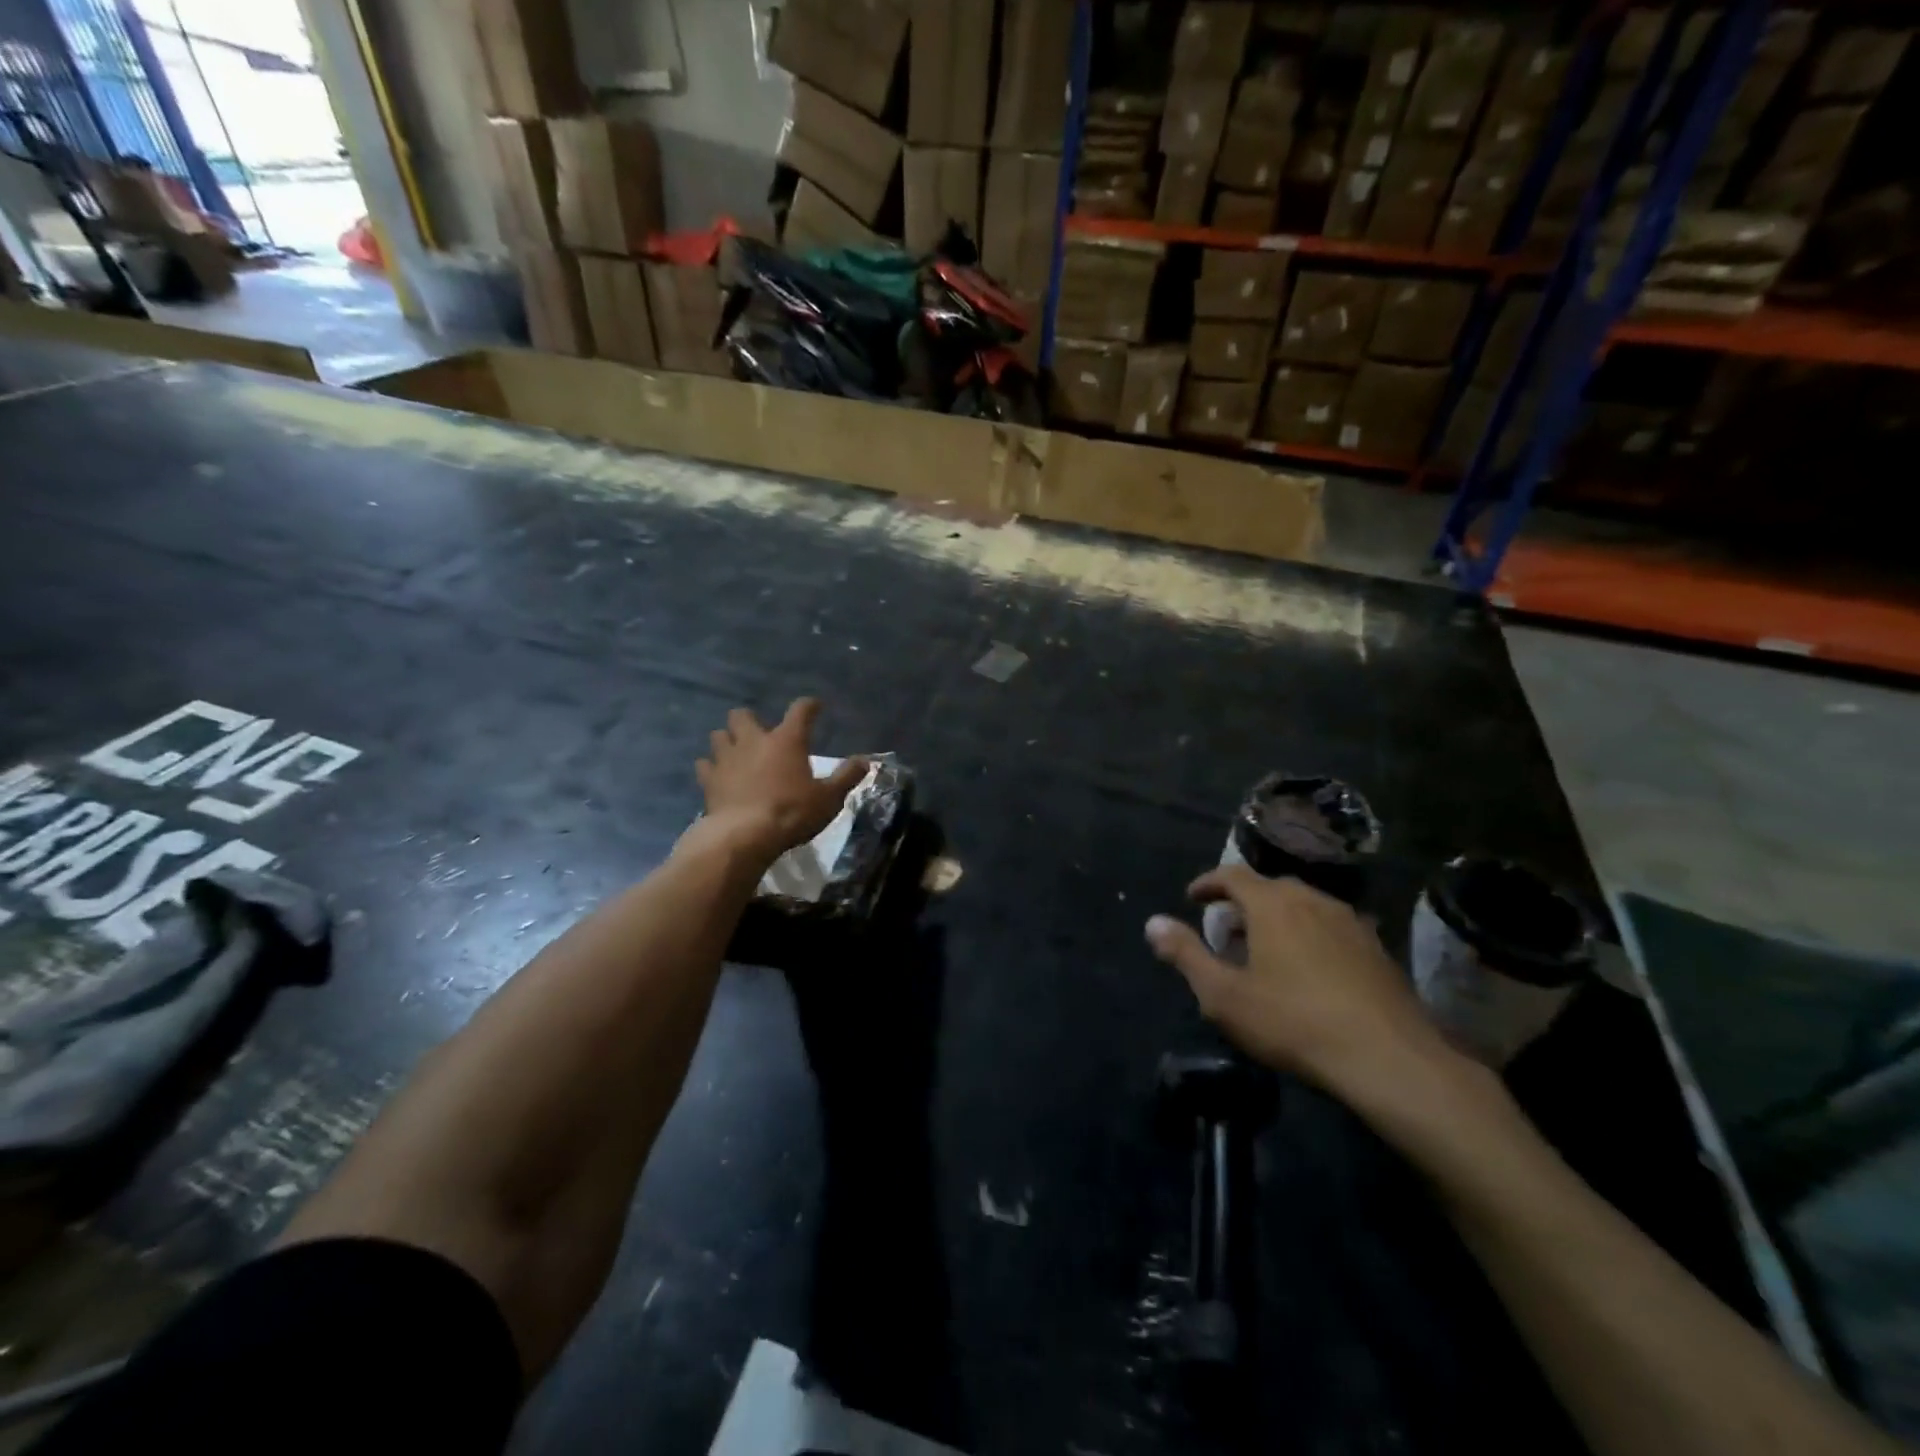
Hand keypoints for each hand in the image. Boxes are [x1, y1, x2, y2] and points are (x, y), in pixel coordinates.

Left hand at [695, 698, 867, 861]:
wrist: (745, 835)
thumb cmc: (792, 812)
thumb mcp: (829, 798)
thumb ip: (846, 777)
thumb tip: (864, 761)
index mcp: (787, 741)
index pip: (800, 711)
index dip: (809, 706)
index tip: (815, 707)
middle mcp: (754, 741)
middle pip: (742, 715)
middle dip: (749, 719)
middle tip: (759, 734)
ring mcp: (727, 758)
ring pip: (719, 735)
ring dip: (727, 740)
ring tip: (736, 752)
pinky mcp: (709, 779)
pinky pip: (704, 764)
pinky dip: (710, 766)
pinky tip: (717, 775)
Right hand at [1145, 867, 1463, 1106]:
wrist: (1388, 1058)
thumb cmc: (1293, 1022)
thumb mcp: (1224, 995)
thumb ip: (1185, 954)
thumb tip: (1152, 922)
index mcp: (1272, 904)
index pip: (1232, 875)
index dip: (1208, 883)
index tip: (1192, 898)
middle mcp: (1311, 900)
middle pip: (1269, 887)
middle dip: (1242, 903)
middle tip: (1226, 930)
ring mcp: (1350, 921)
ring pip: (1303, 905)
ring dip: (1277, 918)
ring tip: (1265, 950)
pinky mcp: (1376, 947)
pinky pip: (1330, 926)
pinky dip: (1308, 934)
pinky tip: (1309, 969)